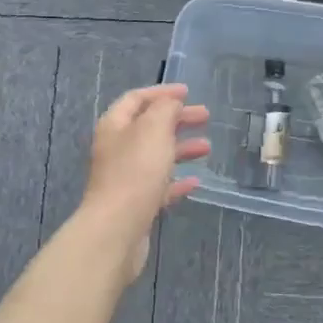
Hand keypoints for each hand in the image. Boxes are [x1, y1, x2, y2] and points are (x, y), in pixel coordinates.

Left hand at [81, 84, 210, 277]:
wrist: (117, 229)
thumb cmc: (135, 172)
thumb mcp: (153, 130)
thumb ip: (164, 110)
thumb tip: (170, 103)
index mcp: (114, 126)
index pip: (136, 99)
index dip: (161, 92)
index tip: (188, 92)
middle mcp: (116, 149)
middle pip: (148, 127)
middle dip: (177, 119)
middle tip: (205, 117)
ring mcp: (124, 177)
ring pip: (155, 156)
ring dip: (181, 149)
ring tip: (207, 148)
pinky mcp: (135, 203)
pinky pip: (159, 185)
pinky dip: (177, 180)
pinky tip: (195, 182)